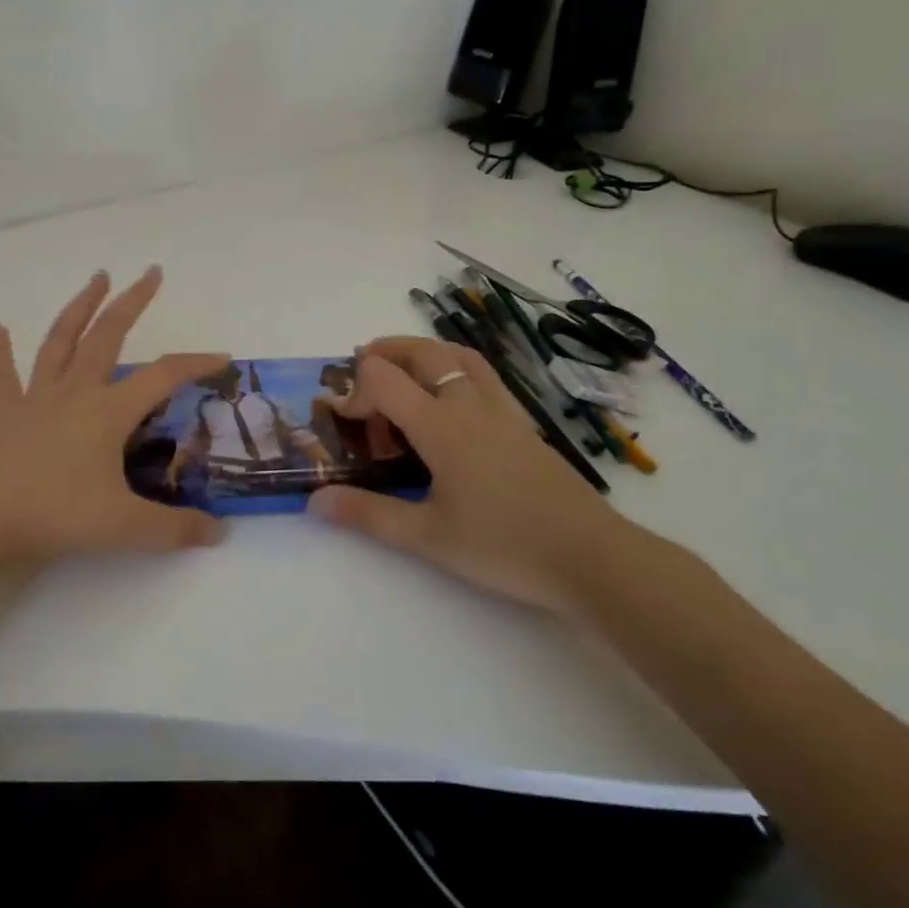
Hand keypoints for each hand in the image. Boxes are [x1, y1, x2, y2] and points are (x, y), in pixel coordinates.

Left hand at [0, 267, 228, 575]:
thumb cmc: (54, 515)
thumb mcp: (124, 528)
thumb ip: (175, 530)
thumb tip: (220, 534)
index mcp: (106, 412)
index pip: (163, 377)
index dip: (196, 364)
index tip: (222, 358)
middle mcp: (74, 392)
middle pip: (108, 335)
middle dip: (132, 301)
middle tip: (150, 272)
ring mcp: (36, 398)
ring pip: (61, 340)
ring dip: (80, 307)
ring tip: (96, 278)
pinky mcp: (4, 413)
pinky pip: (3, 375)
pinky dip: (1, 350)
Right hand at [305, 337, 629, 612]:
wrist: (592, 557)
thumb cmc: (505, 546)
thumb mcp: (428, 537)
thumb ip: (368, 515)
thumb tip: (316, 501)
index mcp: (441, 426)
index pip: (385, 380)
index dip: (355, 390)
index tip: (345, 420)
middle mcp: (469, 405)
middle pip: (424, 352)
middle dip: (386, 350)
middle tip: (361, 364)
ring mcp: (502, 411)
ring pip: (460, 356)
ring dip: (424, 351)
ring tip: (404, 368)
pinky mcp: (523, 424)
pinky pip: (484, 376)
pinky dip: (456, 367)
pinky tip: (454, 399)